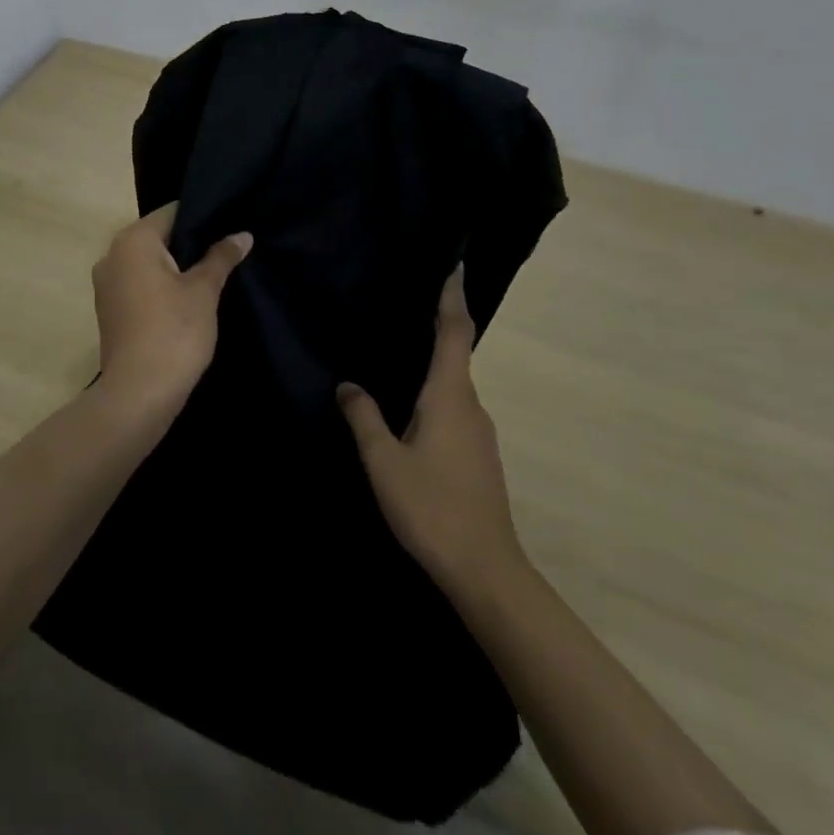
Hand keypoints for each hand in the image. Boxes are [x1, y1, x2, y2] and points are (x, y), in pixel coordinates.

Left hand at [91, 203, 251, 423]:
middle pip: (158, 236)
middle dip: (190, 242)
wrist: (138, 394)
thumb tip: (242, 234)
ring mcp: (106, 284)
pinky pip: (138, 284)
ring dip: (175, 266)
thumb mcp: (204, 291)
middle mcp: (112, 254)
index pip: (171, 212)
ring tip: (212, 273)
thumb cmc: (174, 332)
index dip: (203, 217)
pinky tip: (187, 299)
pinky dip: (160, 286)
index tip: (229, 225)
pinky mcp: (109, 309)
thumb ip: (221, 257)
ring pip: (148, 262)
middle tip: (226, 249)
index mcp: (133, 241)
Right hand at [337, 267, 522, 599]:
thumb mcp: (383, 461)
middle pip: (457, 352)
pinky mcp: (480, 455)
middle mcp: (471, 405)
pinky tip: (413, 407)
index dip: (453, 296)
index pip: (455, 331)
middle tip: (409, 302)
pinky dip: (437, 392)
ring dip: (436, 362)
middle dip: (439, 324)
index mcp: (449, 395)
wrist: (485, 569)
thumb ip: (364, 417)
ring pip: (455, 384)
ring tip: (402, 351)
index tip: (454, 265)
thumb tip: (348, 384)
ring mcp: (480, 432)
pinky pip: (456, 407)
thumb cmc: (431, 507)